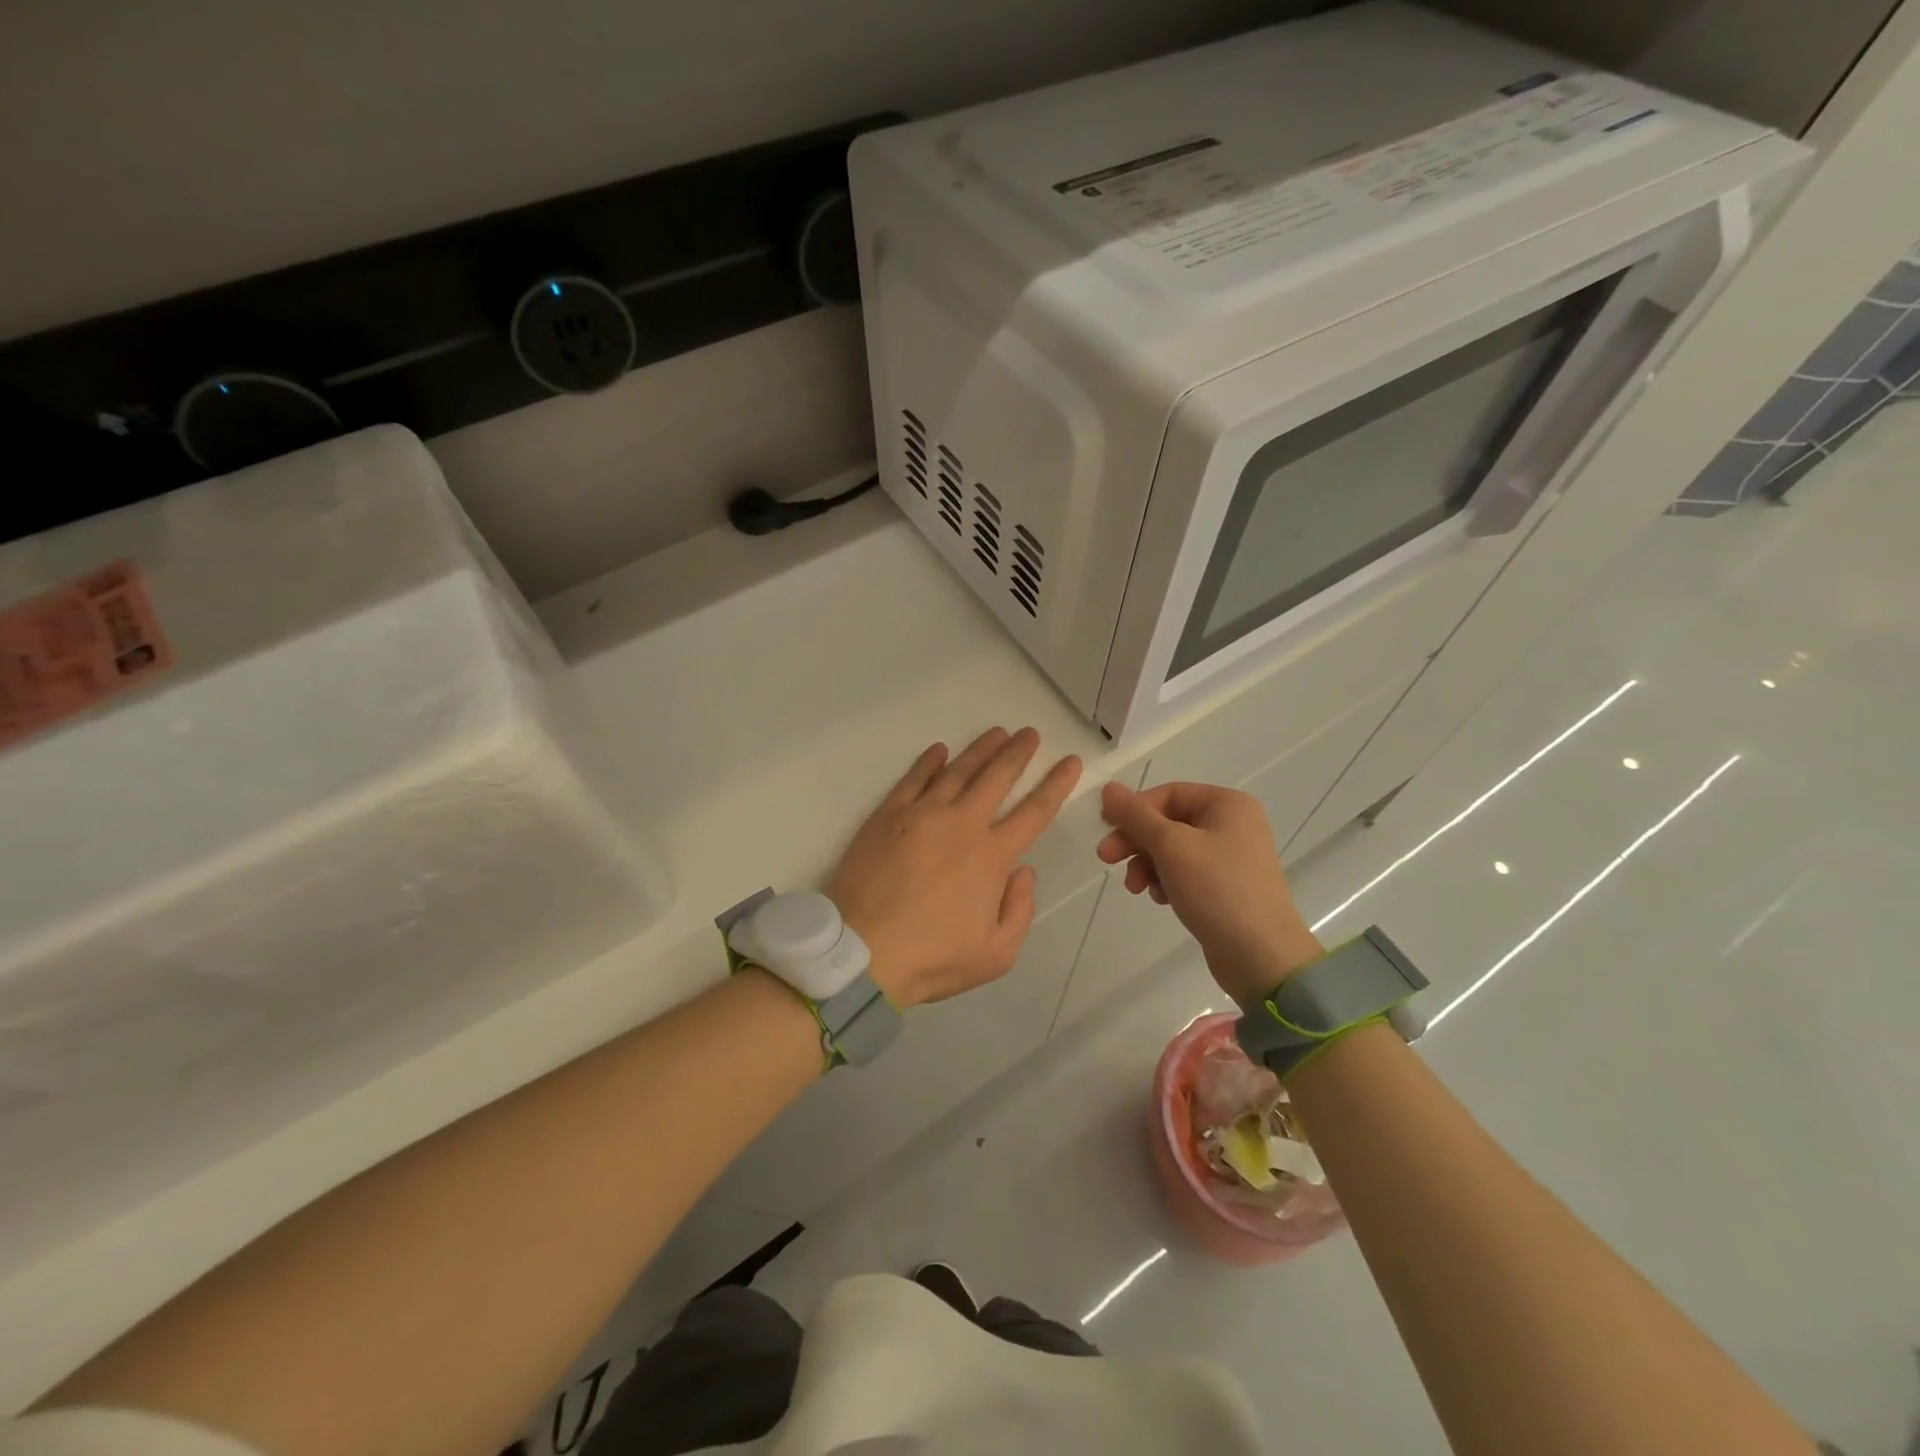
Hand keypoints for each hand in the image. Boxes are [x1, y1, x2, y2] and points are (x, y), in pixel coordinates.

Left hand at [828, 728, 1081, 1008]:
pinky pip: (913, 778)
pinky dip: (929, 761)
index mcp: (992, 856)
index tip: (1070, 761)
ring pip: (958, 771)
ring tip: (996, 732)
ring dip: (980, 749)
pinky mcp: (888, 815)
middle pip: (996, 778)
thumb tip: (1024, 871)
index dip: (1056, 784)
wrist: (862, 953)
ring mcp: (922, 814)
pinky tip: (939, 750)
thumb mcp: (997, 954)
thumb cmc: (933, 957)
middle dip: (1017, 753)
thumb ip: (1020, 909)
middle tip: (1030, 733)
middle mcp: (962, 824)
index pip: (1034, 811)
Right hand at [1097, 780, 1323, 1009]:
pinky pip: (1186, 873)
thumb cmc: (1217, 889)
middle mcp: (1233, 824)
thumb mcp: (1171, 846)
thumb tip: (1108, 788)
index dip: (1134, 810)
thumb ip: (1136, 815)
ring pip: (1173, 850)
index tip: (1106, 830)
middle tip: (1106, 859)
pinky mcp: (1226, 887)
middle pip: (1169, 822)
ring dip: (1147, 865)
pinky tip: (1161, 899)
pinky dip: (1166, 881)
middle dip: (1136, 841)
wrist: (1261, 956)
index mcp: (1228, 804)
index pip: (1168, 794)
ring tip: (1135, 888)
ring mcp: (1231, 857)